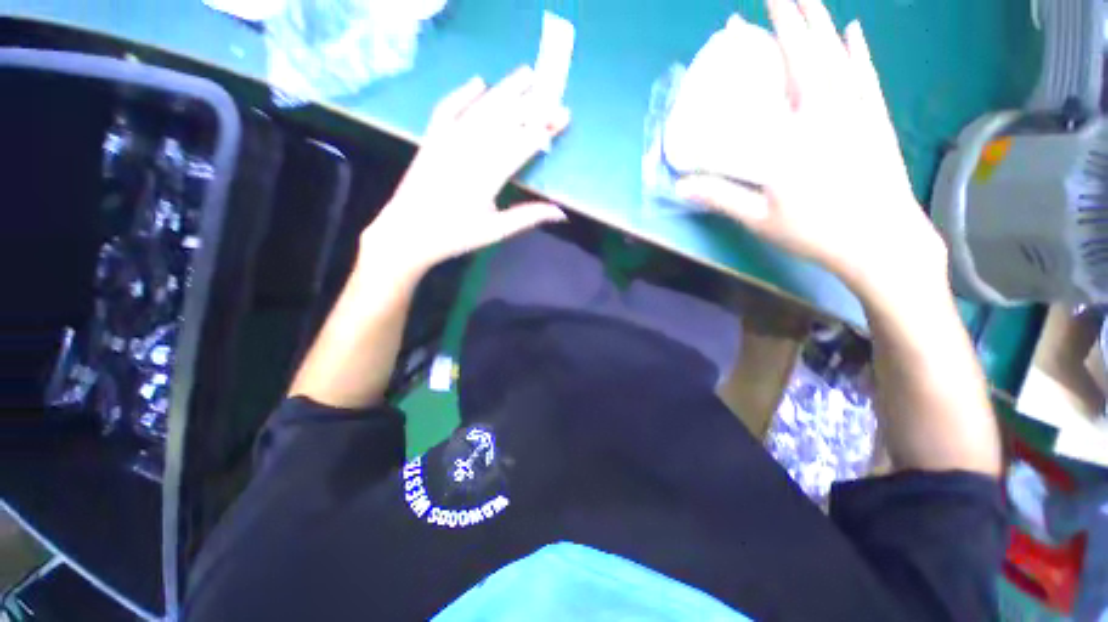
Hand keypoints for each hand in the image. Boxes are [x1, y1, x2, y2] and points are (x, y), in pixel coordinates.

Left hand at [363, 67, 569, 275]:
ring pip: (480, 109)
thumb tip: (560, 212)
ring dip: (504, 90)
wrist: (407, 234)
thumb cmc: (454, 236)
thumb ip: (527, 217)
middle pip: (504, 120)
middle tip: (552, 90)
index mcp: (487, 176)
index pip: (521, 145)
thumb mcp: (495, 231)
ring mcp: (447, 141)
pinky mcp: (431, 139)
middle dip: (531, 105)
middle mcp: (468, 151)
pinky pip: (446, 109)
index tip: (562, 115)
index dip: (543, 129)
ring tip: (525, 73)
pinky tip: (478, 82)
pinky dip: (462, 94)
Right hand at [676, 0, 947, 305]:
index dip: (770, 35)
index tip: (749, 13)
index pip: (783, 69)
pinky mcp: (876, 121)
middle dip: (796, 12)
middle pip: (812, 50)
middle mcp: (831, 110)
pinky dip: (860, 51)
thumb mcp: (760, 218)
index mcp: (798, 131)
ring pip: (841, 55)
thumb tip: (681, 186)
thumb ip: (721, 197)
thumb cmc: (817, 232)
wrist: (883, 243)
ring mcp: (859, 112)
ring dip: (823, 22)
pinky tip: (855, 30)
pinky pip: (867, 76)